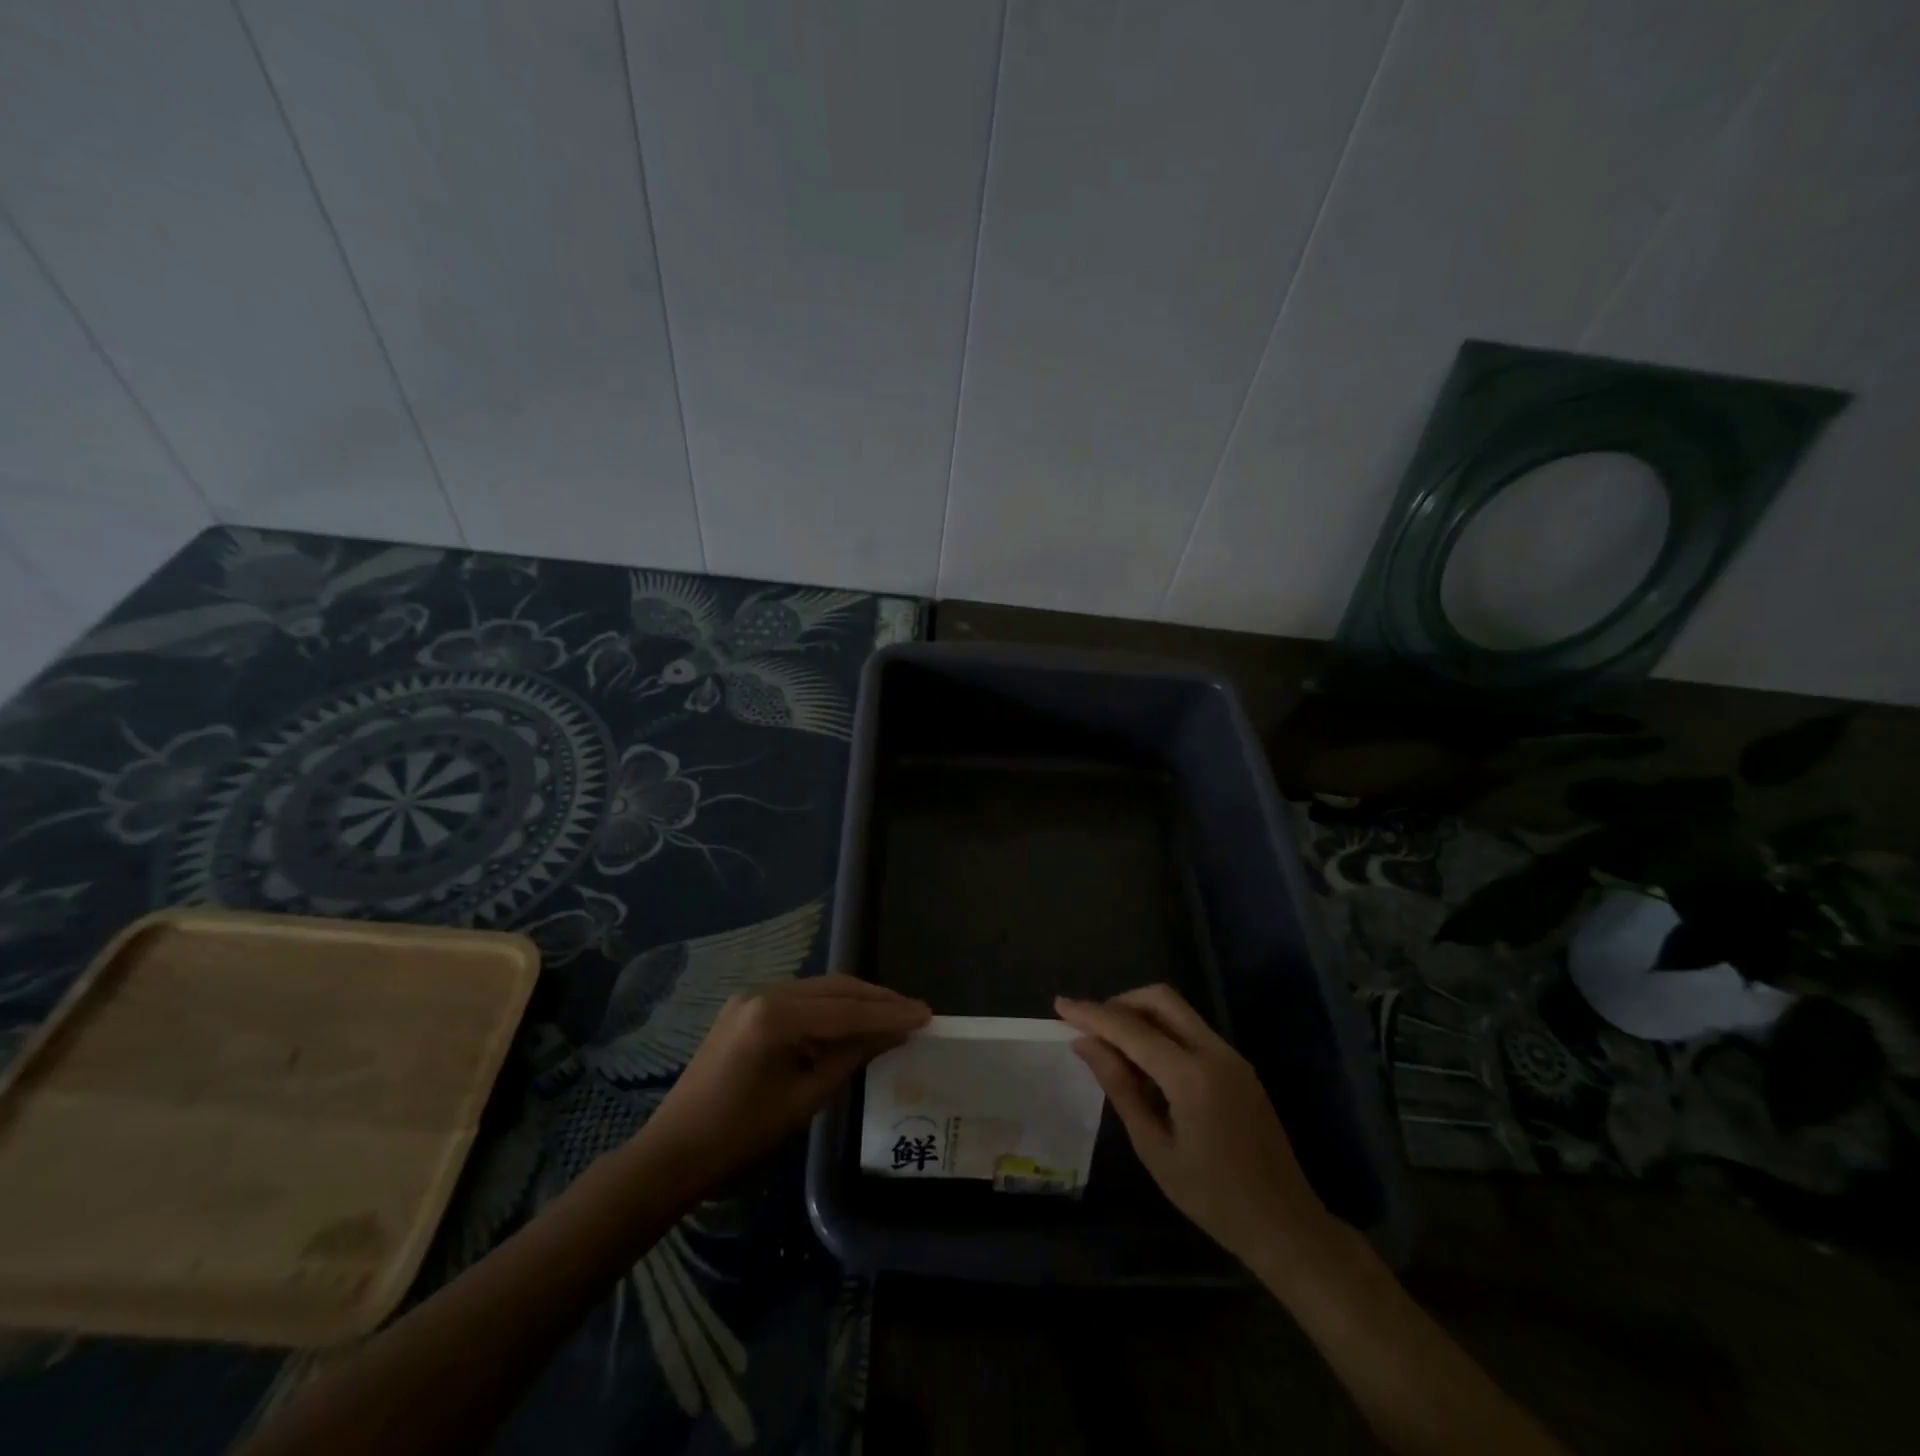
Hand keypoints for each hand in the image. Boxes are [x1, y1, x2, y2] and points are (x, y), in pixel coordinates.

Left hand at [643, 976, 929, 1193]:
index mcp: (776, 1016)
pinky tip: (852, 1021)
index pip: (846, 1010)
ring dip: (857, 1002)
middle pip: (835, 989)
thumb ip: (851, 1057)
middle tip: (917, 1011)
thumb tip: (895, 1032)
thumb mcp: (804, 1100)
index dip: (890, 1014)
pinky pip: (800, 999)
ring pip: (819, 990)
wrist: (673, 1153)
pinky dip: (830, 1008)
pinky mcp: (746, 1006)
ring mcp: (752, 996)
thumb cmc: (740, 1137)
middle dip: (878, 1000)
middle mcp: (764, 992)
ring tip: (894, 1015)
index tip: (927, 1014)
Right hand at [1056, 985, 1336, 1280]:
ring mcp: (1231, 1056)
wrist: (1285, 1224)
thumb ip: (1119, 1088)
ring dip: (1141, 1016)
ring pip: (1177, 1011)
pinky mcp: (1238, 1066)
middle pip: (1160, 999)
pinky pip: (1192, 1031)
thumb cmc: (1212, 1198)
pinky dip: (1162, 1033)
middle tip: (1090, 1027)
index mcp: (1191, 1075)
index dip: (1092, 1014)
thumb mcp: (1154, 1148)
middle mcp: (1214, 1052)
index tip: (1060, 1005)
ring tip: (1112, 1047)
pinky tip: (1145, 1066)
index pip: (1131, 1029)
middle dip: (1120, 1003)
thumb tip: (1085, 1044)